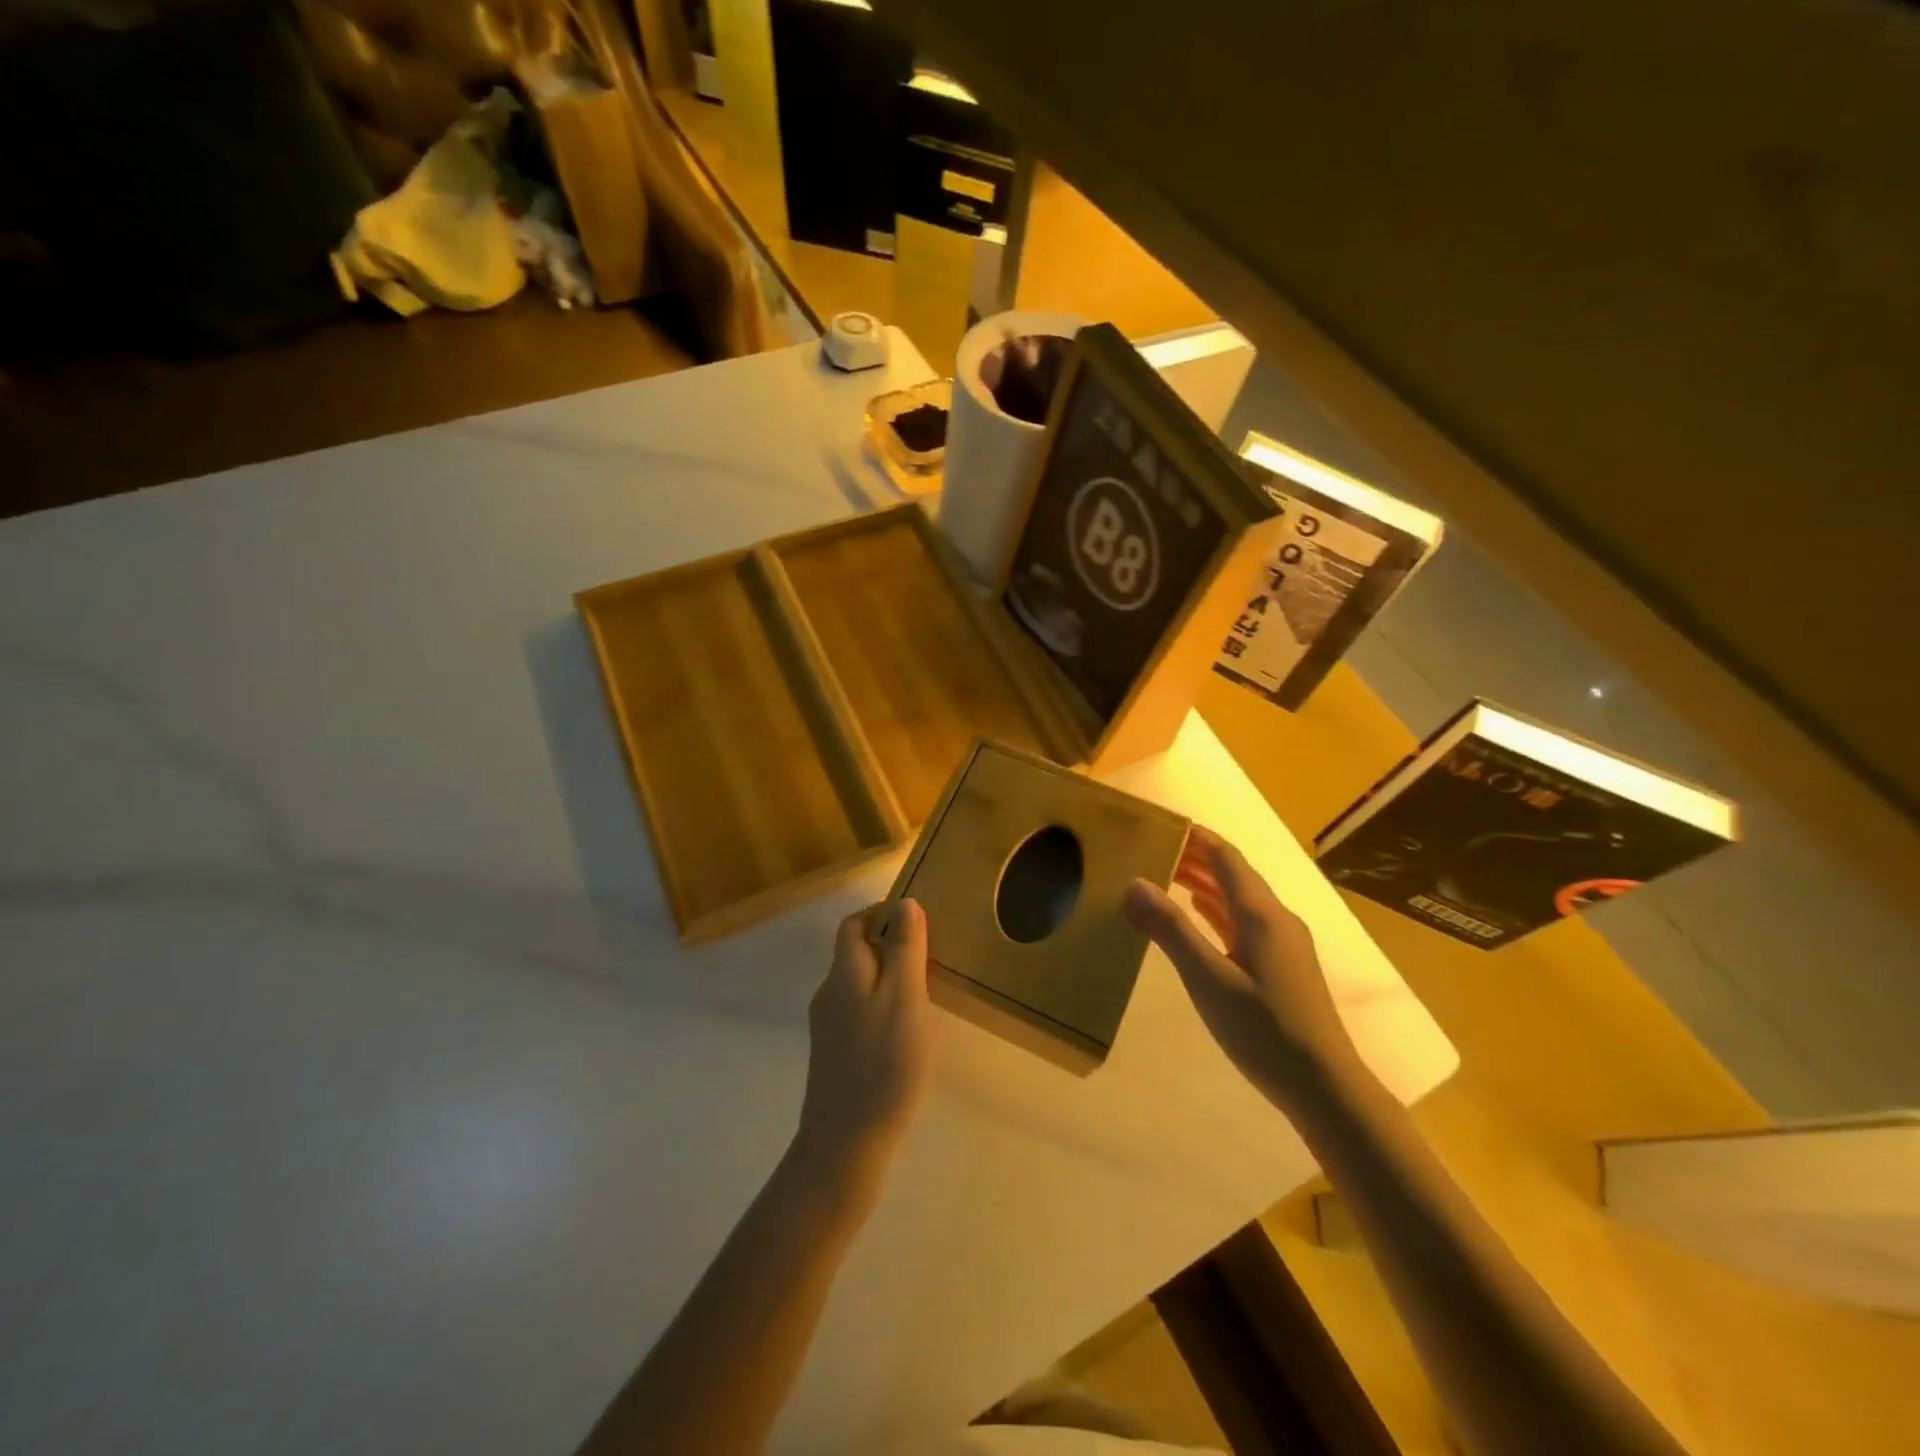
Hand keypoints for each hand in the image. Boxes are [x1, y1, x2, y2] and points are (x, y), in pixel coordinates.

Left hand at [793, 899, 933, 1195]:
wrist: (845, 1144)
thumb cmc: (883, 1063)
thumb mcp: (904, 998)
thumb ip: (904, 949)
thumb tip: (904, 904)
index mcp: (844, 973)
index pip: (853, 924)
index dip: (880, 913)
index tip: (916, 918)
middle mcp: (829, 993)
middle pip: (855, 952)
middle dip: (889, 944)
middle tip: (930, 955)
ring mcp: (828, 1026)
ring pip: (859, 983)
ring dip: (889, 975)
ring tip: (926, 990)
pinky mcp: (834, 1054)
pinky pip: (860, 1011)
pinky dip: (883, 1004)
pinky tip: (907, 1030)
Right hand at [1126, 827, 1356, 1105]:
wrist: (1324, 1088)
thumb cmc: (1264, 1031)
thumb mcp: (1208, 980)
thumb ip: (1171, 930)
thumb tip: (1134, 883)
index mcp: (1262, 915)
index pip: (1226, 858)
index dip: (1195, 837)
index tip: (1160, 824)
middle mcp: (1276, 919)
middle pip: (1233, 874)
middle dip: (1195, 857)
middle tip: (1151, 849)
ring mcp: (1283, 944)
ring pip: (1239, 899)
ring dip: (1205, 883)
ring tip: (1166, 875)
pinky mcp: (1282, 966)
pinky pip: (1244, 922)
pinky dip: (1217, 910)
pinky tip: (1200, 917)